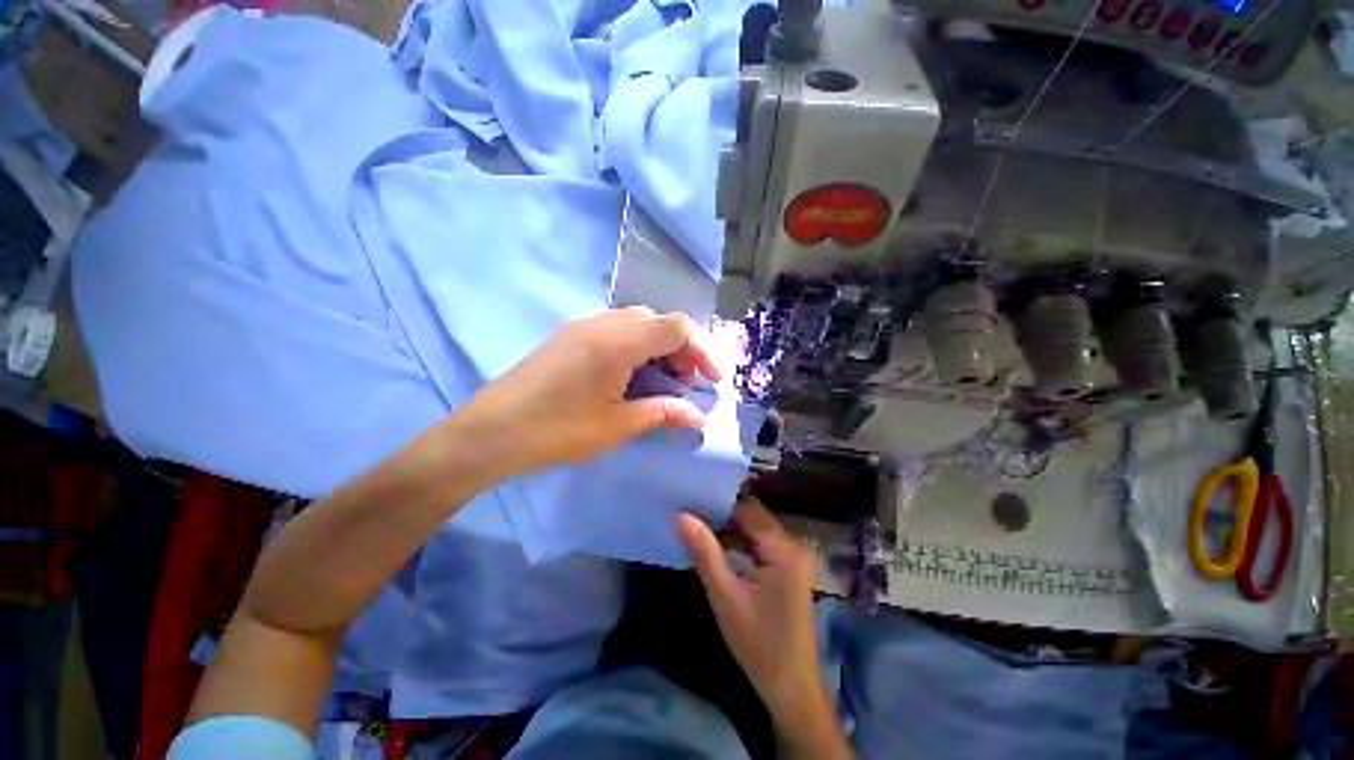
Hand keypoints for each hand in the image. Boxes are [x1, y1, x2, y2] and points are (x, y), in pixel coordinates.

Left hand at [452, 307, 721, 476]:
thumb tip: (697, 415)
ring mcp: (583, 326)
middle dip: (682, 350)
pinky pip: (616, 330)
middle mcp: (603, 323)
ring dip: (659, 348)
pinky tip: (633, 376)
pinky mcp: (570, 336)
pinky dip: (637, 348)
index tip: (711, 380)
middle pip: (659, 321)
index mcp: (618, 341)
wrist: (489, 433)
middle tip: (686, 385)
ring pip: (638, 324)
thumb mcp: (617, 426)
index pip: (676, 326)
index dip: (702, 350)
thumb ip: (662, 413)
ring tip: (663, 382)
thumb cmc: (558, 431)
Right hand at [680, 499, 847, 757]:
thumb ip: (704, 553)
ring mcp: (794, 557)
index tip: (691, 499)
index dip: (719, 503)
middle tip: (691, 509)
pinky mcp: (790, 568)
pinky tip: (718, 544)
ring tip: (698, 523)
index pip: (748, 510)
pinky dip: (741, 541)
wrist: (791, 688)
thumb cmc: (758, 645)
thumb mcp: (725, 597)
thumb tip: (682, 516)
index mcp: (784, 550)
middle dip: (723, 513)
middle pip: (754, 516)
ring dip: (731, 527)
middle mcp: (794, 546)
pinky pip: (762, 543)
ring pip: (757, 529)